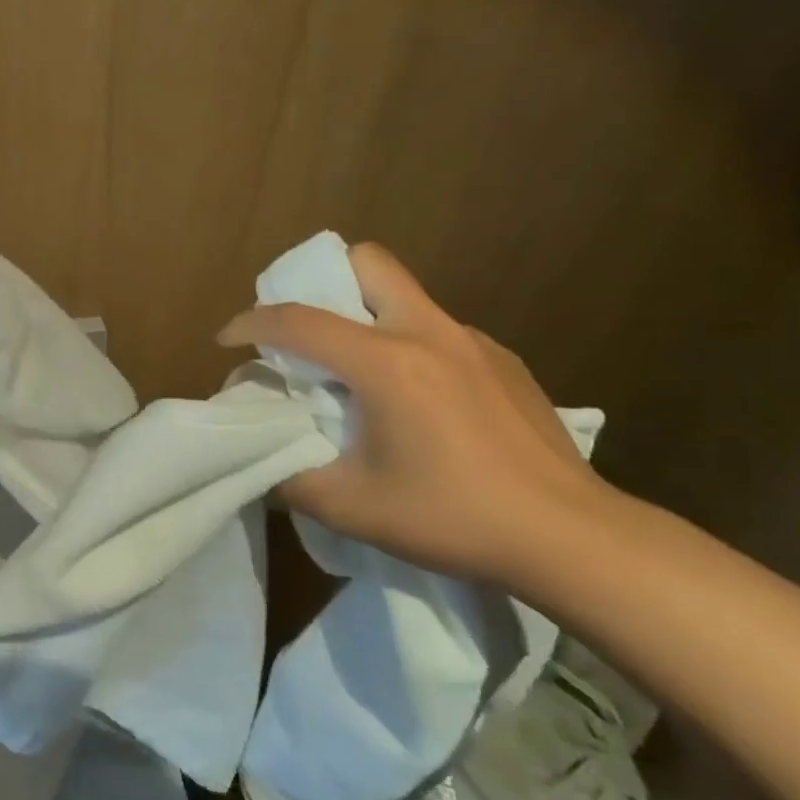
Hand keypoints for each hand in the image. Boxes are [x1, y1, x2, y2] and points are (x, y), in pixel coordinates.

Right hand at [217, 243, 616, 583]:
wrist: (573, 538)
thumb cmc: (454, 518)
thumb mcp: (352, 508)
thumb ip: (291, 478)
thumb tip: (265, 461)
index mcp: (387, 362)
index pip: (299, 321)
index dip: (251, 323)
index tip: (226, 340)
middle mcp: (429, 333)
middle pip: (367, 261)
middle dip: (321, 279)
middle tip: (304, 332)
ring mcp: (474, 342)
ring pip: (404, 296)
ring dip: (365, 317)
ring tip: (359, 377)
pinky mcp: (504, 361)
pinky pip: (437, 332)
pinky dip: (408, 347)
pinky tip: (420, 404)